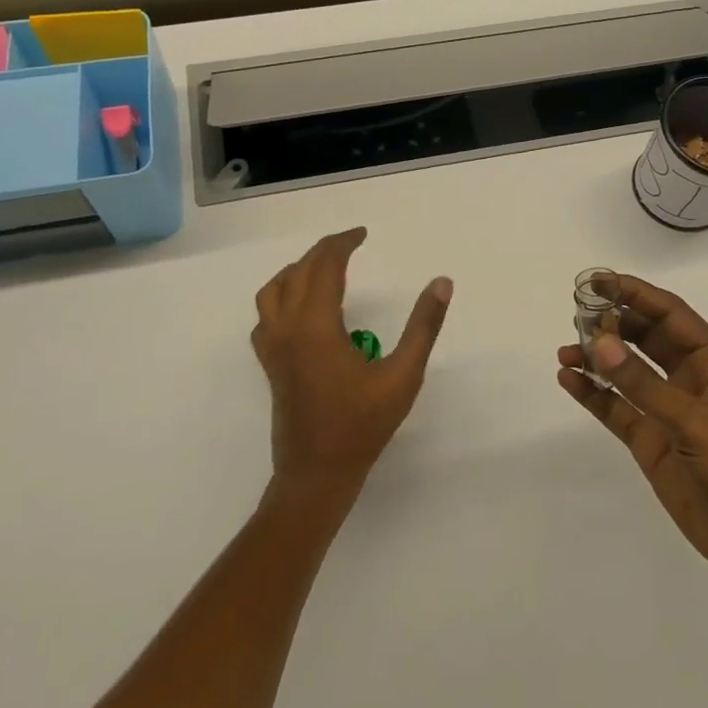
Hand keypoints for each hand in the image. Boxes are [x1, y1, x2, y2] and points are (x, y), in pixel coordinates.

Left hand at [252, 228, 452, 493]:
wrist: (317, 474)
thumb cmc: (362, 425)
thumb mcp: (403, 376)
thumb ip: (423, 326)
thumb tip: (441, 282)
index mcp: (316, 325)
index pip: (324, 266)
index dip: (342, 243)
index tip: (363, 233)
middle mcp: (287, 328)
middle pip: (298, 272)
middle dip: (323, 251)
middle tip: (350, 244)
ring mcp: (273, 347)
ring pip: (273, 290)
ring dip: (298, 270)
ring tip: (324, 267)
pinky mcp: (270, 363)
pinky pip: (266, 315)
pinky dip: (281, 296)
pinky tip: (302, 307)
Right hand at [556, 274, 707, 590]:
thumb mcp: (696, 423)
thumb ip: (644, 384)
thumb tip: (599, 342)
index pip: (670, 315)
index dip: (635, 294)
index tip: (598, 281)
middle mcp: (690, 379)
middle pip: (645, 338)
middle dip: (613, 323)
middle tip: (576, 313)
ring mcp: (668, 410)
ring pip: (626, 372)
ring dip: (598, 358)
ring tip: (566, 350)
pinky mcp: (651, 441)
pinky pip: (616, 408)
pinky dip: (593, 393)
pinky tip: (569, 380)